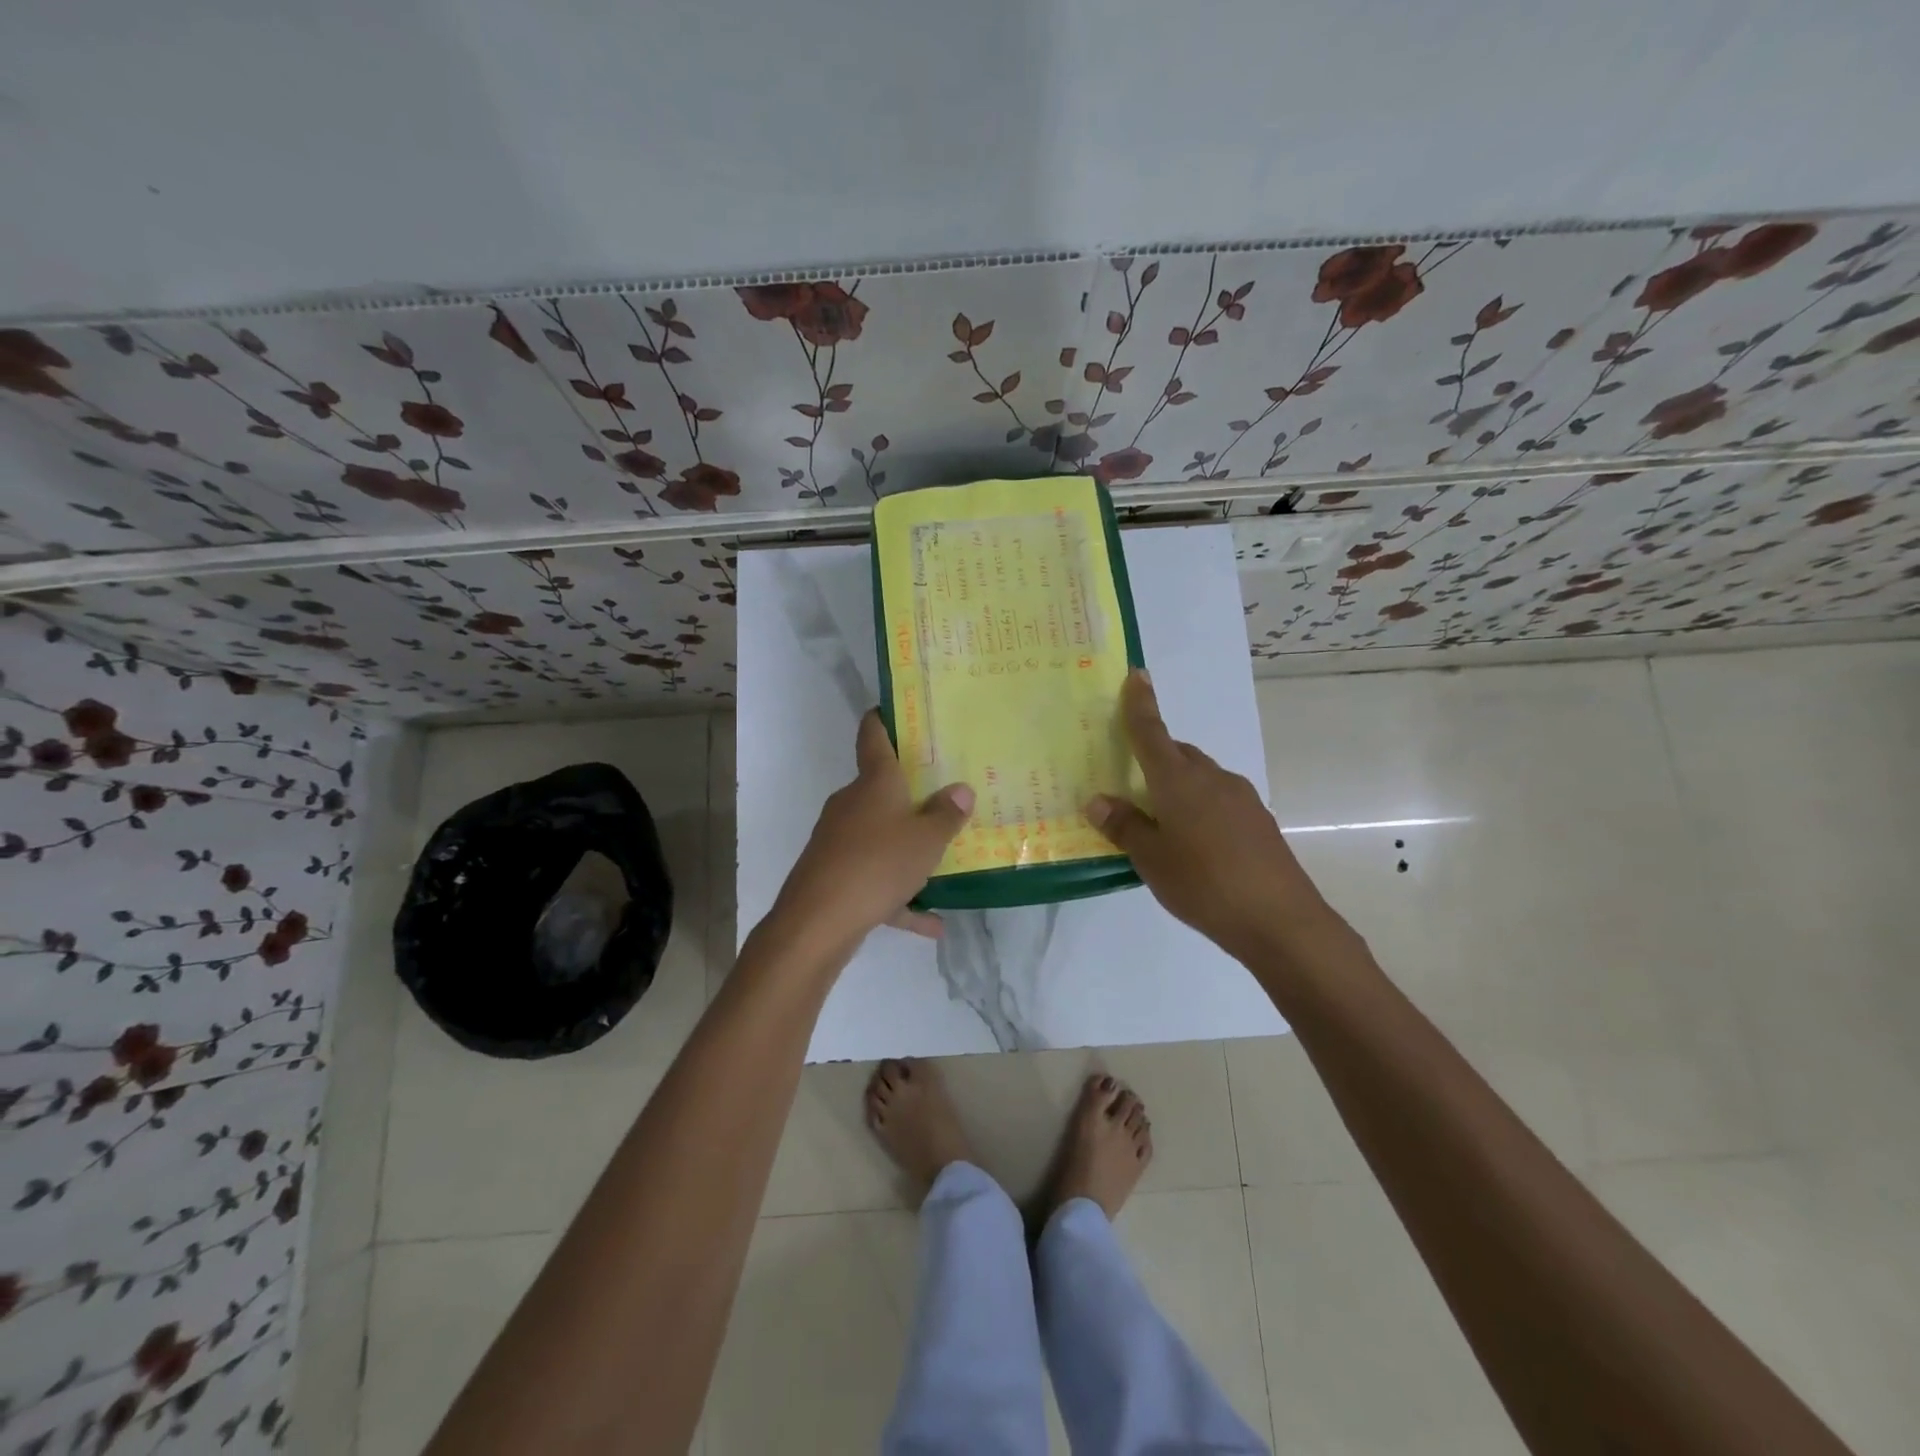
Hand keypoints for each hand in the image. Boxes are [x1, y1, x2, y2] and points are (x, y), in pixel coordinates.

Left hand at [767, 710, 974, 954]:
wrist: (817, 920)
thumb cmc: (878, 863)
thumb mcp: (926, 839)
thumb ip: (946, 815)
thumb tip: (961, 790)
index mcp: (874, 782)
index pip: (873, 735)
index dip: (883, 718)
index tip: (895, 709)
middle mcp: (852, 803)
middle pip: (881, 789)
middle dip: (910, 793)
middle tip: (945, 794)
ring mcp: (839, 839)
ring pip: (880, 837)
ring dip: (909, 850)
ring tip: (945, 863)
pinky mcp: (835, 875)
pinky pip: (875, 879)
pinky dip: (900, 896)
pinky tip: (931, 923)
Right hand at [1086, 671, 1334, 961]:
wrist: (1281, 920)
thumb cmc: (1204, 884)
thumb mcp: (1152, 859)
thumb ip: (1124, 826)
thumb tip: (1098, 800)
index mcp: (1179, 781)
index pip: (1152, 732)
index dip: (1140, 704)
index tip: (1137, 674)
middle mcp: (1212, 778)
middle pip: (1177, 754)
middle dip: (1155, 756)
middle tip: (1131, 781)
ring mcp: (1241, 798)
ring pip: (1200, 777)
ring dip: (1178, 785)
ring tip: (1160, 820)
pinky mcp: (1258, 820)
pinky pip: (1218, 799)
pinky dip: (1199, 805)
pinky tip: (1195, 842)